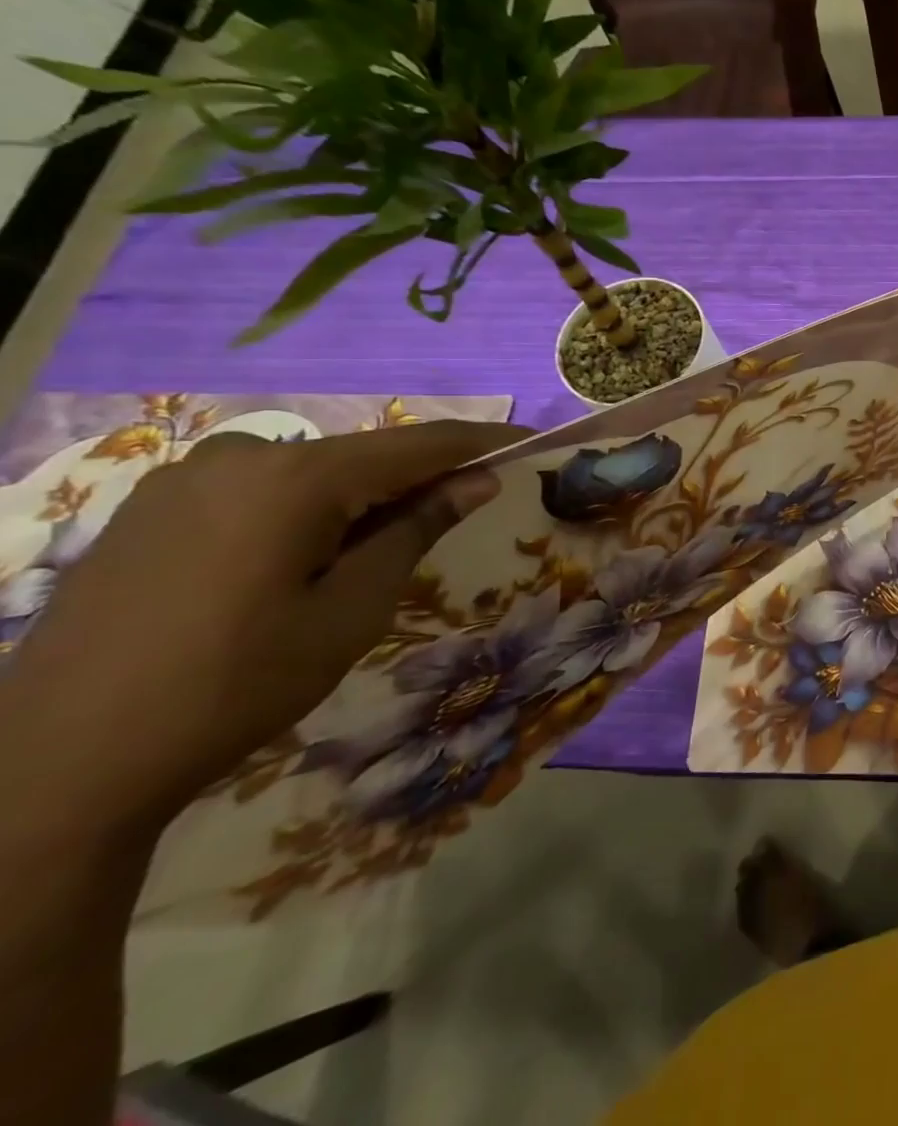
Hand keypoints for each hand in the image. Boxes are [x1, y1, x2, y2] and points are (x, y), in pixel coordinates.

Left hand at [0, 421, 521, 836]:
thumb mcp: (353, 609)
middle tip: (462, 513)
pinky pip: (263, 489)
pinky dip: (309, 507)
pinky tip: (306, 559)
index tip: (534, 438)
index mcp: (296, 477)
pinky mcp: (152, 507)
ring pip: (314, 472)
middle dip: (421, 477)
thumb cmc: (238, 683)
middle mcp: (241, 456)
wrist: (59, 762)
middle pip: (365, 454)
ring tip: (379, 552)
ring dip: (362, 497)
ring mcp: (187, 478)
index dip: (485, 439)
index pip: (421, 443)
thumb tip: (476, 479)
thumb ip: (417, 529)